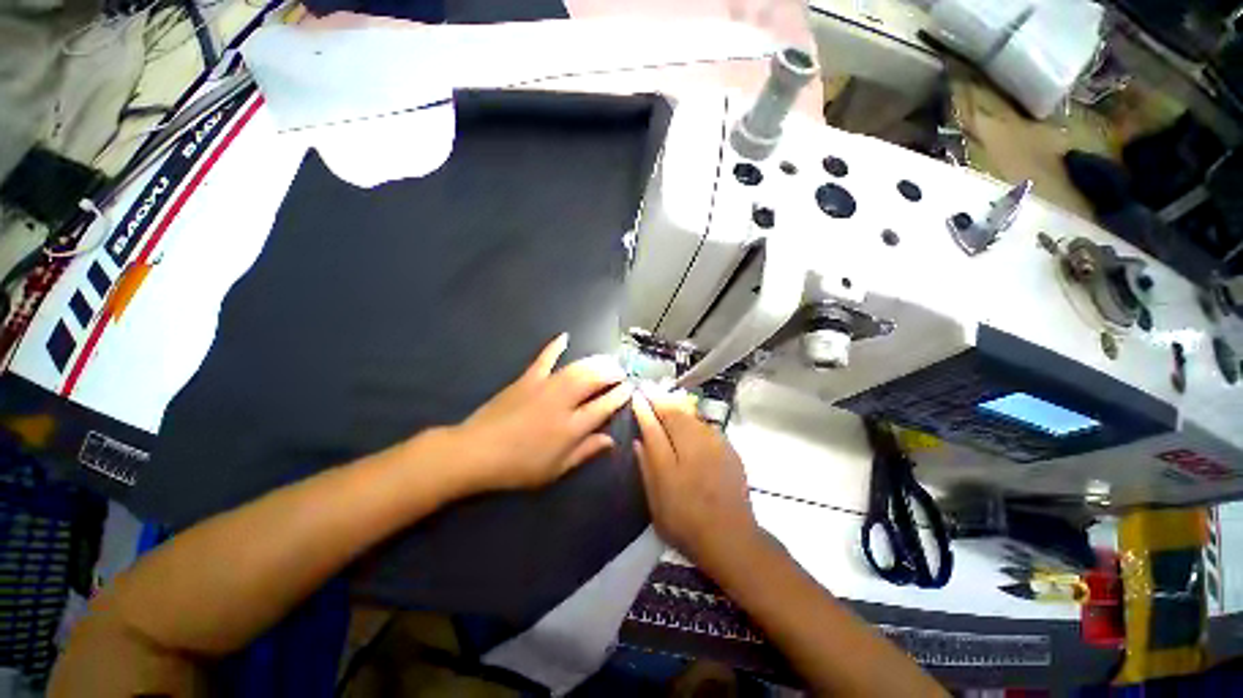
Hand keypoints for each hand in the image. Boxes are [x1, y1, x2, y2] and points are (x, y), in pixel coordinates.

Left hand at [449, 334, 632, 492]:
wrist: (476, 452)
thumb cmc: (519, 467)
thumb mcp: (556, 469)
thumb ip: (586, 452)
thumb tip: (611, 440)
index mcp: (571, 427)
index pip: (604, 405)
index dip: (620, 395)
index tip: (630, 387)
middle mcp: (563, 402)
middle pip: (594, 380)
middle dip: (612, 372)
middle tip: (622, 370)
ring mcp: (544, 386)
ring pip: (577, 368)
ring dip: (595, 361)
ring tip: (607, 359)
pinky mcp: (527, 378)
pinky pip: (545, 358)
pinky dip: (555, 346)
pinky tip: (565, 336)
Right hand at [631, 387, 760, 569]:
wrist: (732, 538)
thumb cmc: (686, 522)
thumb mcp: (657, 498)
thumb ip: (647, 465)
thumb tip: (639, 439)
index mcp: (675, 457)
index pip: (656, 422)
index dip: (645, 407)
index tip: (637, 394)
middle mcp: (696, 444)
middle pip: (676, 412)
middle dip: (661, 398)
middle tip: (650, 389)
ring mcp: (716, 445)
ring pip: (692, 416)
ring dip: (677, 406)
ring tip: (666, 399)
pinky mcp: (729, 449)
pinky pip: (706, 426)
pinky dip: (693, 419)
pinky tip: (688, 422)